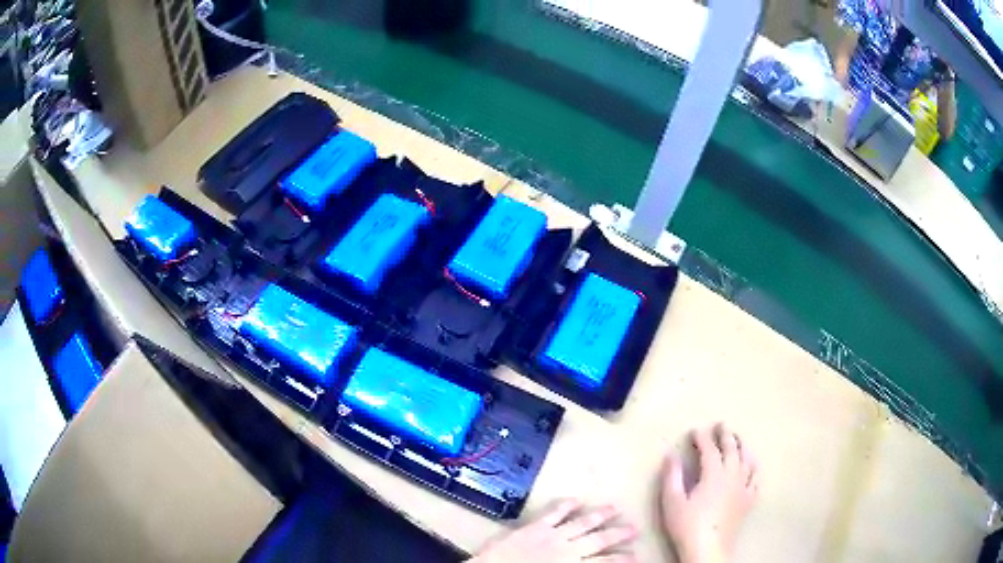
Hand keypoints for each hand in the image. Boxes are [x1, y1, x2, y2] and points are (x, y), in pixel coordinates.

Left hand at [469, 499, 637, 562]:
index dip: (621, 559)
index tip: (636, 555)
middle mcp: (568, 549)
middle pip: (599, 540)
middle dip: (618, 534)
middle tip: (635, 528)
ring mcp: (552, 536)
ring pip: (582, 523)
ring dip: (600, 516)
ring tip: (615, 508)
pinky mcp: (534, 527)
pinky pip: (553, 514)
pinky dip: (565, 505)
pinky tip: (576, 499)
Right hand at [661, 424, 758, 562]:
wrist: (708, 549)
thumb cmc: (687, 526)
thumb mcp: (672, 501)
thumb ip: (671, 476)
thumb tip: (670, 454)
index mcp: (713, 474)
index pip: (710, 449)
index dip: (703, 438)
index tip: (695, 430)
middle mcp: (732, 475)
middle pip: (732, 449)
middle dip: (726, 435)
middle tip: (721, 424)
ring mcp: (744, 487)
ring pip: (747, 460)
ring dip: (742, 446)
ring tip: (738, 438)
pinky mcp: (749, 500)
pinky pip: (756, 478)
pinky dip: (754, 468)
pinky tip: (751, 465)